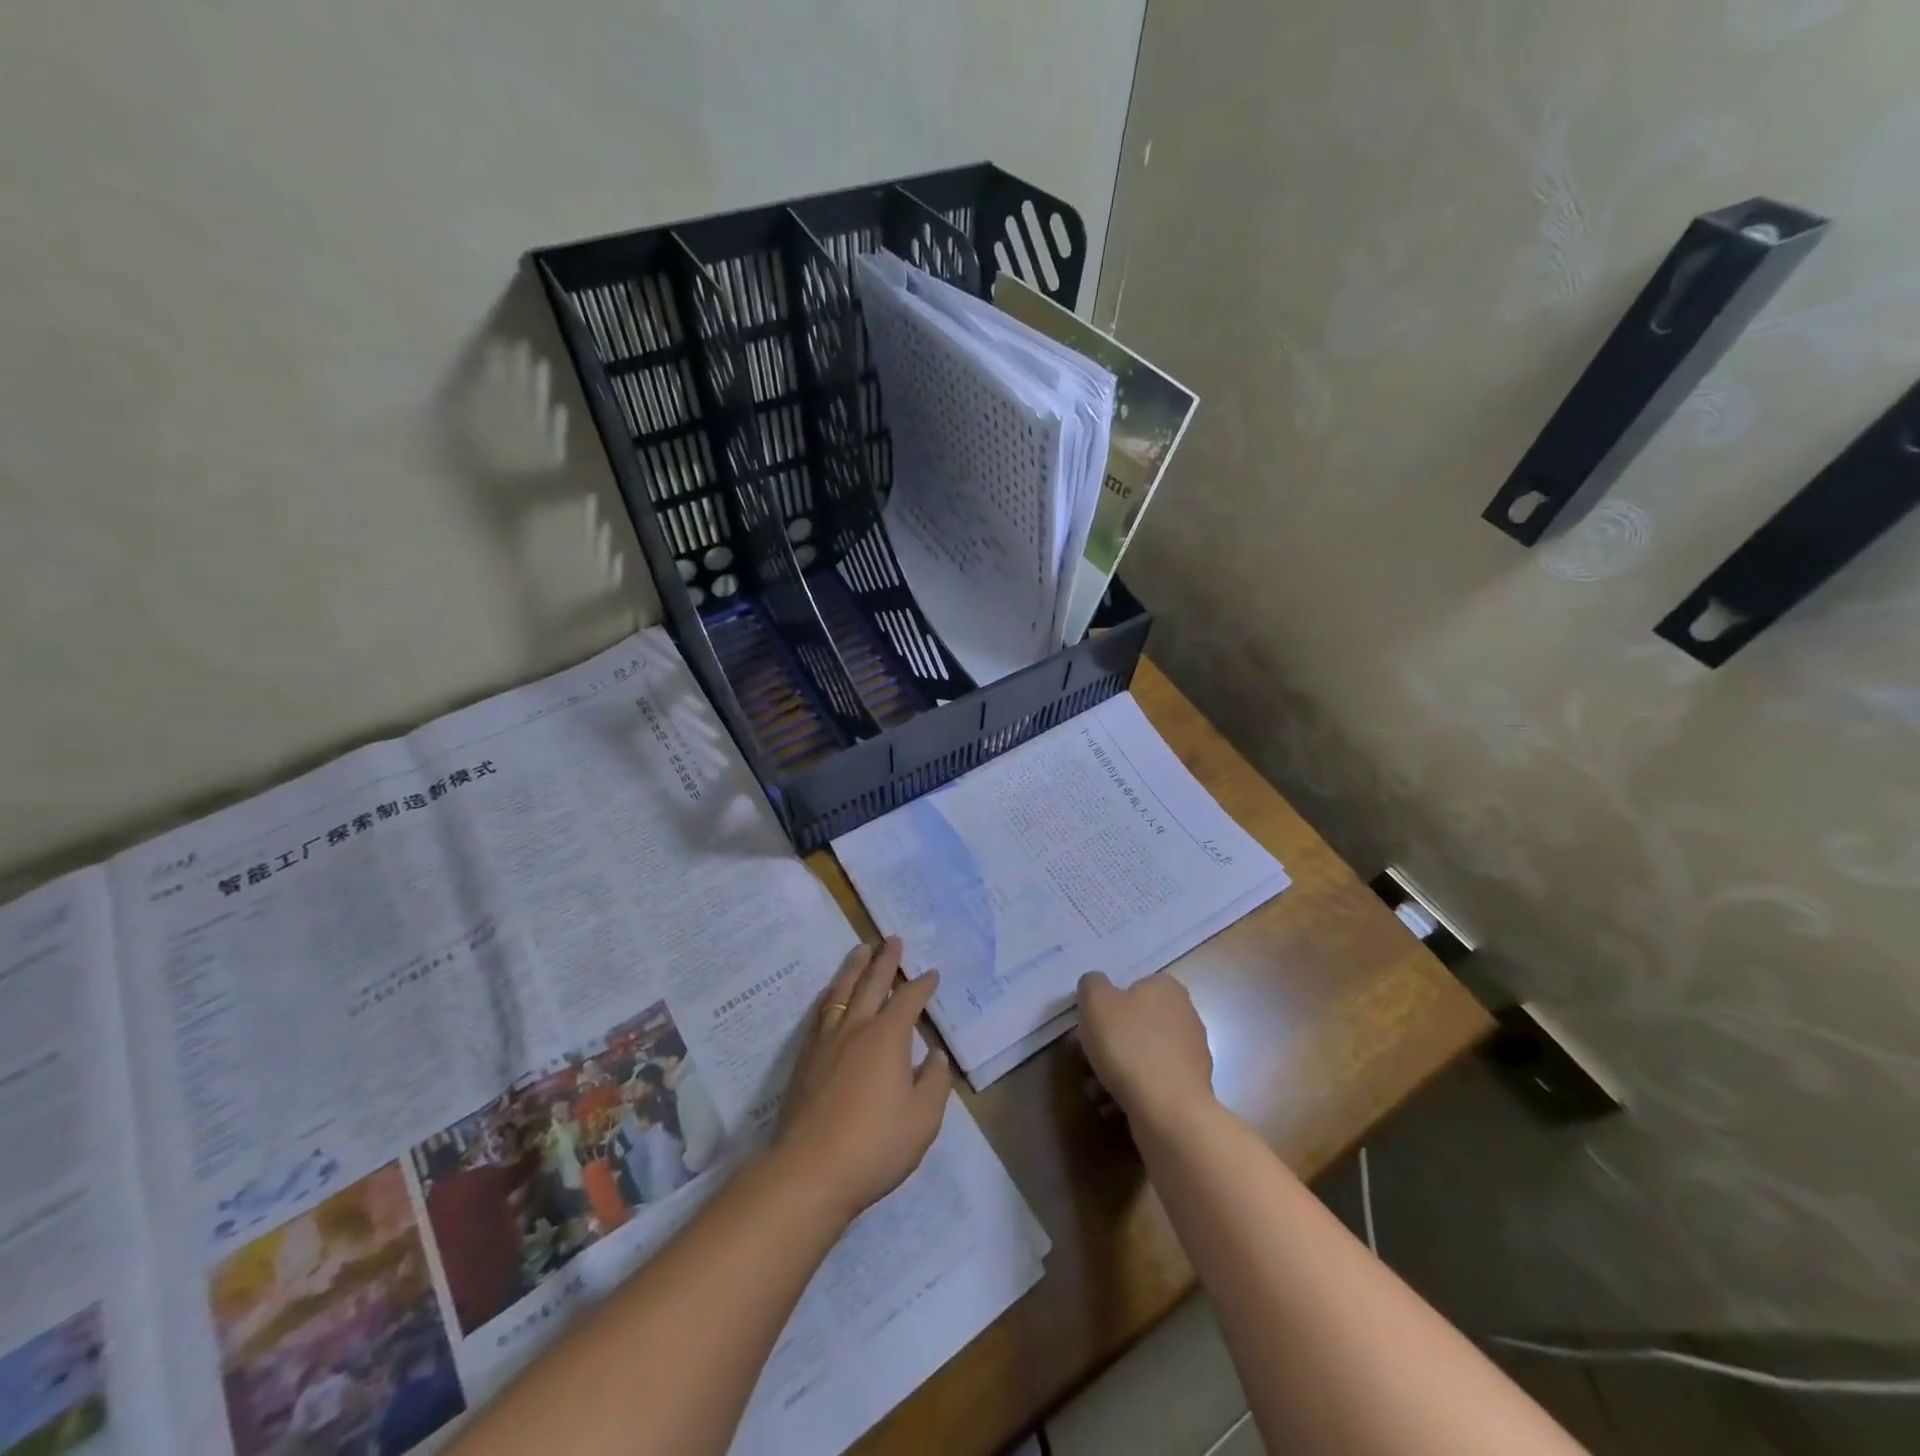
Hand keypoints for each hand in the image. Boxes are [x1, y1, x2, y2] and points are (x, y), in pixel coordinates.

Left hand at [776, 938, 952, 1222]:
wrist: (809, 1171)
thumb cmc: (874, 1145)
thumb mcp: (922, 1120)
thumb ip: (934, 1083)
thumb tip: (935, 1055)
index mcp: (887, 1037)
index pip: (908, 1000)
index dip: (921, 985)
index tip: (931, 973)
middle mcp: (856, 1028)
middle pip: (871, 983)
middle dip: (885, 960)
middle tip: (891, 939)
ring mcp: (826, 1041)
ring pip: (842, 991)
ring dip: (854, 968)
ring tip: (861, 950)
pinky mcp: (805, 1059)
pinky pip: (822, 1012)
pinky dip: (831, 994)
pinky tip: (831, 995)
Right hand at [1076, 971, 1214, 1132]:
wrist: (1168, 1111)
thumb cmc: (1129, 1046)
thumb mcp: (1095, 1001)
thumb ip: (1092, 984)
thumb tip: (1097, 988)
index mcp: (1166, 989)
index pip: (1130, 987)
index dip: (1104, 1006)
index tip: (1085, 1028)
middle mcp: (1185, 1016)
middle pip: (1132, 1024)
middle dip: (1104, 1044)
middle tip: (1082, 1060)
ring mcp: (1190, 1054)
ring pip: (1140, 1055)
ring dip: (1113, 1071)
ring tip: (1094, 1091)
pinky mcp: (1190, 1088)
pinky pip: (1152, 1083)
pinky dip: (1131, 1091)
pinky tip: (1111, 1106)